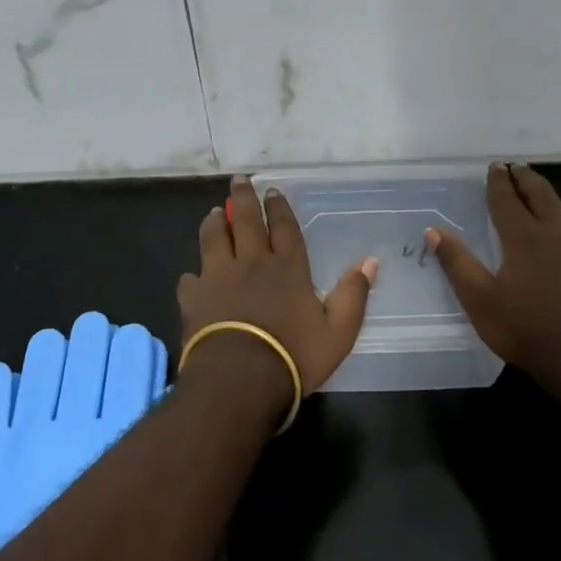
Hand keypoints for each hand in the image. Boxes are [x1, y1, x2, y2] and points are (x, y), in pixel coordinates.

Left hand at [177, 176, 378, 397]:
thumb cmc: (292, 356)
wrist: (238, 381)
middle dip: (244, 198)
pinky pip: (190, 279)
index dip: (279, 208)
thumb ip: (353, 295)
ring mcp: (218, 278)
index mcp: (287, 267)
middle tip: (239, 180)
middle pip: (246, 221)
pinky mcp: (193, 299)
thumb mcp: (338, 332)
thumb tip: (370, 261)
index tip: (273, 190)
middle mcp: (251, 263)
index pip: (284, 227)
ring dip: (215, 223)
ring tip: (215, 213)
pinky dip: (193, 276)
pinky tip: (193, 277)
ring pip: (213, 239)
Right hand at [426, 163, 560, 382]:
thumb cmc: (527, 331)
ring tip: (542, 198)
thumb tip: (433, 231)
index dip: (499, 182)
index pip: (508, 199)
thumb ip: (457, 263)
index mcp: (525, 237)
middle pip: (542, 196)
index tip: (495, 166)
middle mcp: (558, 234)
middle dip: (527, 179)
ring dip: (551, 201)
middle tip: (518, 167)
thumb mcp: (480, 301)